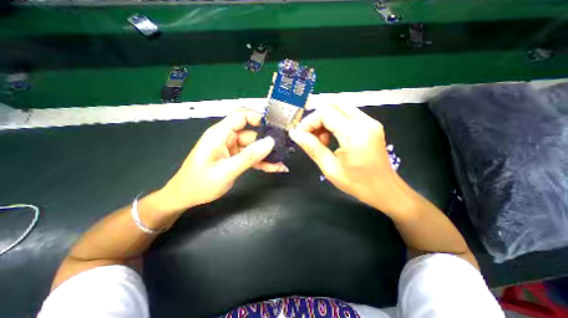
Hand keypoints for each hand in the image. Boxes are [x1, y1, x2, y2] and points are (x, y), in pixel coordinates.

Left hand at [156, 108, 285, 211]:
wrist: (186, 198)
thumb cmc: (200, 183)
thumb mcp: (226, 170)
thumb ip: (249, 156)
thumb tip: (270, 142)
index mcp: (220, 134)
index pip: (241, 116)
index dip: (258, 117)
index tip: (275, 127)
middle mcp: (227, 138)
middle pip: (252, 134)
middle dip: (268, 143)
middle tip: (284, 150)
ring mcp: (232, 149)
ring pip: (255, 147)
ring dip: (267, 156)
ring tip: (281, 164)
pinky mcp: (235, 158)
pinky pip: (252, 157)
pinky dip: (263, 162)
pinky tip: (275, 168)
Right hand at [290, 104, 415, 212]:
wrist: (385, 189)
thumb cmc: (357, 184)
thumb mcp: (330, 168)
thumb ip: (312, 148)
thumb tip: (294, 133)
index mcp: (355, 134)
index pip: (325, 113)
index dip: (309, 122)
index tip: (301, 135)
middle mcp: (365, 122)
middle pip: (333, 105)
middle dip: (317, 119)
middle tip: (311, 136)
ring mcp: (370, 122)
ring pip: (340, 108)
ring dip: (325, 120)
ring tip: (321, 140)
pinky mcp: (371, 125)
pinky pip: (347, 115)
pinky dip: (334, 122)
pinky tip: (332, 138)